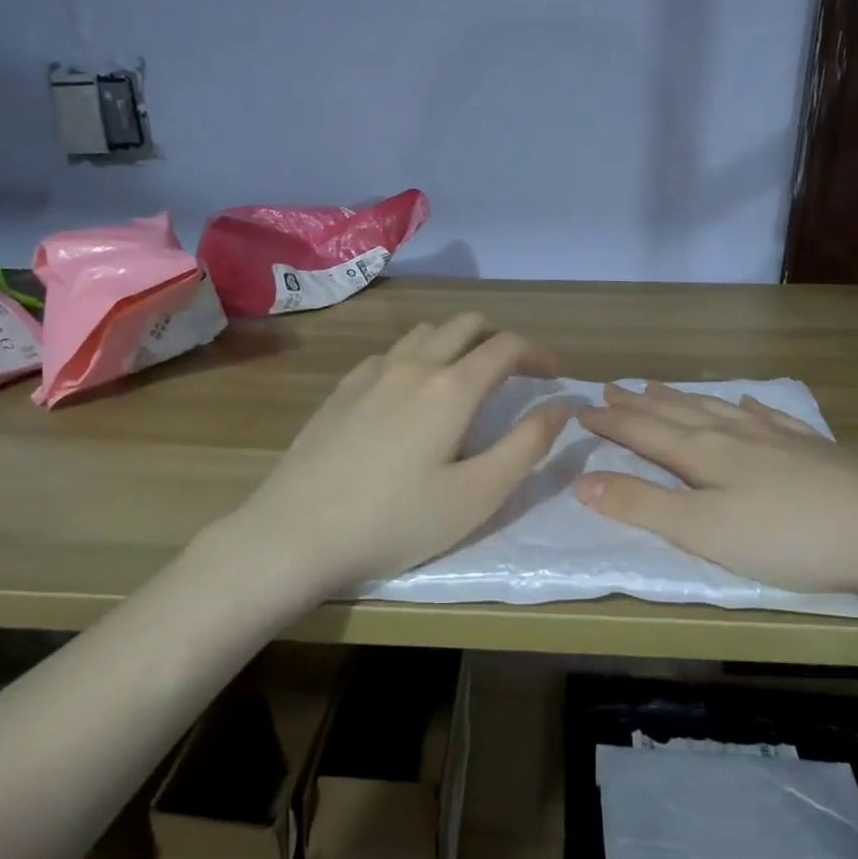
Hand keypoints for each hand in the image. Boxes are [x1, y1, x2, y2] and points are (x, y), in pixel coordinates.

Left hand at [221, 314, 570, 597]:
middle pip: (467, 325)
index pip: (506, 346)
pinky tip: (412, 391)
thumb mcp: (477, 495)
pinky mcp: (342, 388)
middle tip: (517, 374)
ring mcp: (371, 372)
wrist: (296, 533)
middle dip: (501, 340)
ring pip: (426, 332)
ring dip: (458, 342)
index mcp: (451, 387)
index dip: (539, 353)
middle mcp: (413, 364)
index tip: (556, 375)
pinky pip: (392, 352)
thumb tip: (561, 405)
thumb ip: (527, 445)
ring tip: (468, 377)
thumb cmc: (396, 521)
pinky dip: (419, 356)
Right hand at [575, 383, 857, 607]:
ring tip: (658, 387)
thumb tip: (581, 481)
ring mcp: (776, 437)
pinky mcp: (812, 448)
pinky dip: (746, 407)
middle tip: (611, 387)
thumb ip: (643, 506)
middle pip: (676, 413)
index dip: (611, 422)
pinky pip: (766, 416)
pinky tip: (746, 402)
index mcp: (703, 454)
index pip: (644, 432)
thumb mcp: (703, 532)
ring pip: (716, 409)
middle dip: (639, 403)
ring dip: (682, 399)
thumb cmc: (787, 538)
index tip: (580, 409)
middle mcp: (734, 435)